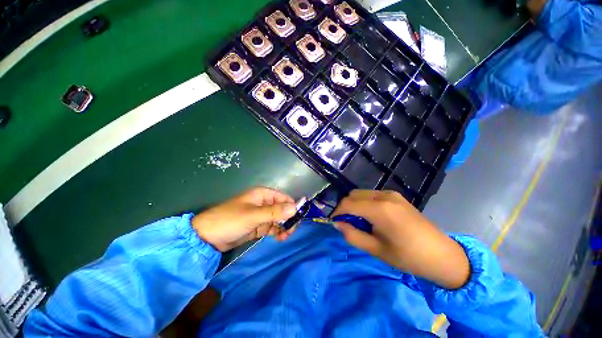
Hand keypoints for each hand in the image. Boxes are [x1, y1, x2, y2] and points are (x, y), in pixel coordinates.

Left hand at [192, 187, 297, 251]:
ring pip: (279, 219)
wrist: (207, 237)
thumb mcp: (253, 215)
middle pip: (283, 209)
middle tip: (291, 230)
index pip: (283, 198)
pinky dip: (277, 232)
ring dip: (284, 227)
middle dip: (288, 219)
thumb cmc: (230, 220)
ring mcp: (261, 215)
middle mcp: (264, 203)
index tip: (298, 218)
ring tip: (285, 236)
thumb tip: (295, 208)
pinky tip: (280, 238)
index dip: (292, 206)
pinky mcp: (258, 226)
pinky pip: (272, 227)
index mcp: (263, 195)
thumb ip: (274, 212)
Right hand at [332, 190, 469, 288]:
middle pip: (353, 195)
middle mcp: (384, 196)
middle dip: (345, 206)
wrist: (441, 254)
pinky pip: (372, 195)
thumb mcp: (376, 250)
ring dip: (355, 204)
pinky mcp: (396, 196)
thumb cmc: (408, 256)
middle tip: (346, 222)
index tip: (333, 221)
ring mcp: (391, 194)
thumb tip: (336, 224)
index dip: (337, 211)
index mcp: (380, 209)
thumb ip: (352, 235)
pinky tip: (371, 216)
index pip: (348, 203)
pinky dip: (365, 202)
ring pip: (362, 193)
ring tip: (359, 220)